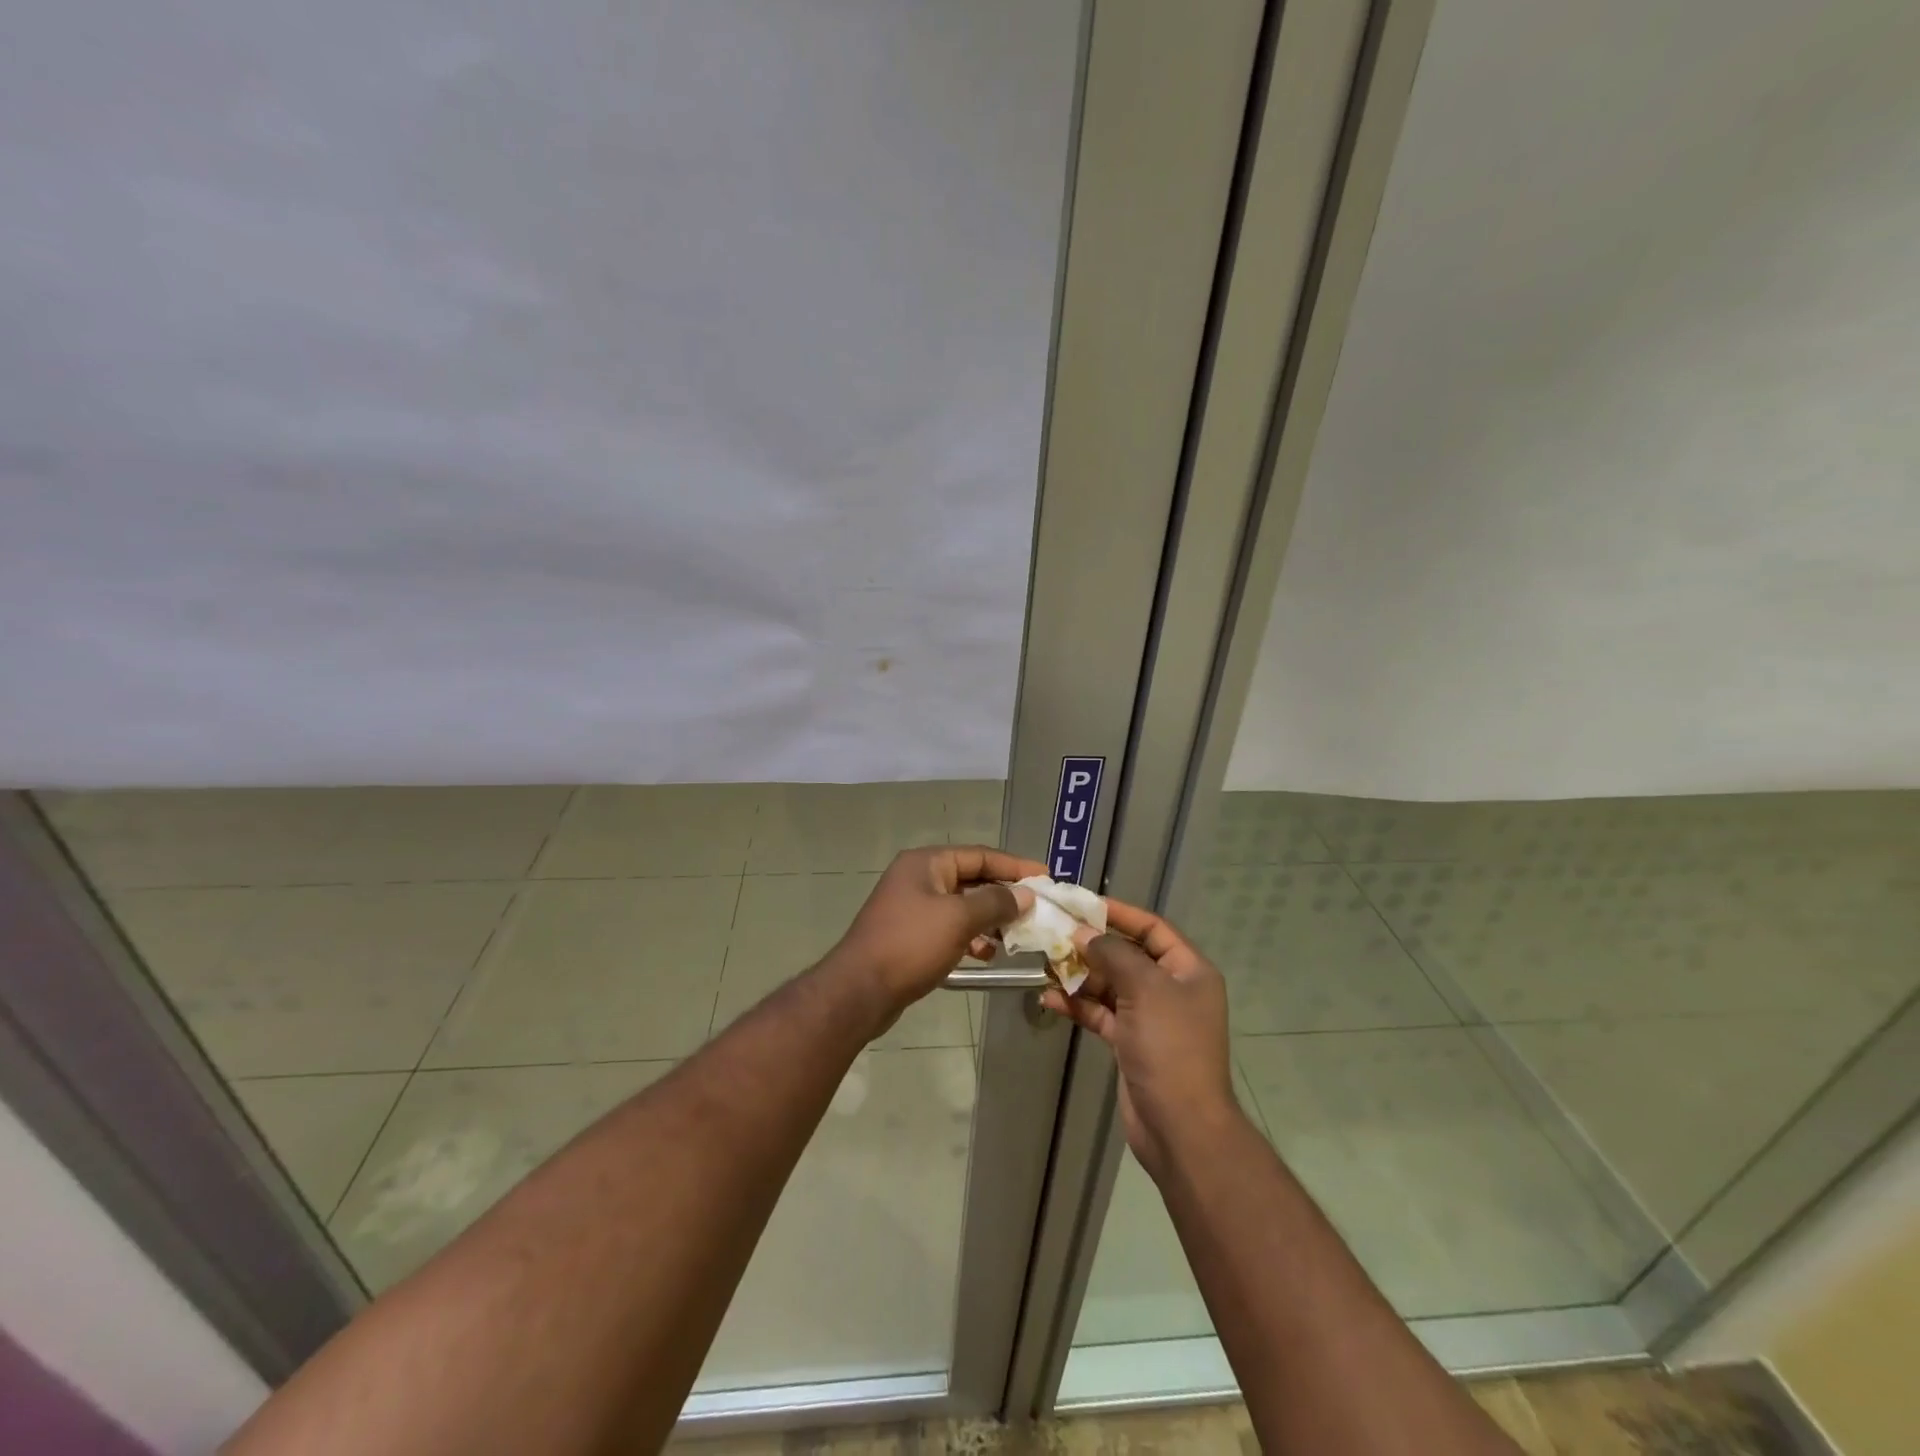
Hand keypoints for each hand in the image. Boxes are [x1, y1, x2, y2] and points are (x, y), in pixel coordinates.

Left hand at [827, 845, 1042, 1015]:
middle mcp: (918, 878)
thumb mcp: (959, 919)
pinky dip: (970, 937)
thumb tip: (1025, 894)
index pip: (980, 855)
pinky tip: (986, 955)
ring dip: (989, 919)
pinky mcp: (910, 935)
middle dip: (1004, 895)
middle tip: (1036, 909)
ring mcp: (912, 907)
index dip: (1014, 865)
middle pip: (971, 879)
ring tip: (1016, 936)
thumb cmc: (911, 944)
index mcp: (926, 863)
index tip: (1045, 876)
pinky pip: (949, 927)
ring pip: (962, 906)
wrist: (859, 990)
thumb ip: (995, 903)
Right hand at [1040, 898, 1241, 1181]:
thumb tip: (1082, 934)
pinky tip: (1049, 998)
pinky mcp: (1131, 1043)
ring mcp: (1150, 1018)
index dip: (1119, 913)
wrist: (1181, 1127)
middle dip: (1091, 946)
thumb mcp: (1145, 989)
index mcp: (1188, 971)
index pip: (1152, 928)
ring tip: (1045, 965)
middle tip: (1053, 934)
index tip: (1082, 904)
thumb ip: (1112, 954)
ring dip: (1080, 975)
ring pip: (1110, 985)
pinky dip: (1078, 1004)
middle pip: (1127, 955)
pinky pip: (1101, 1013)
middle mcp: (1171, 990)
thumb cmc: (1170, 1047)